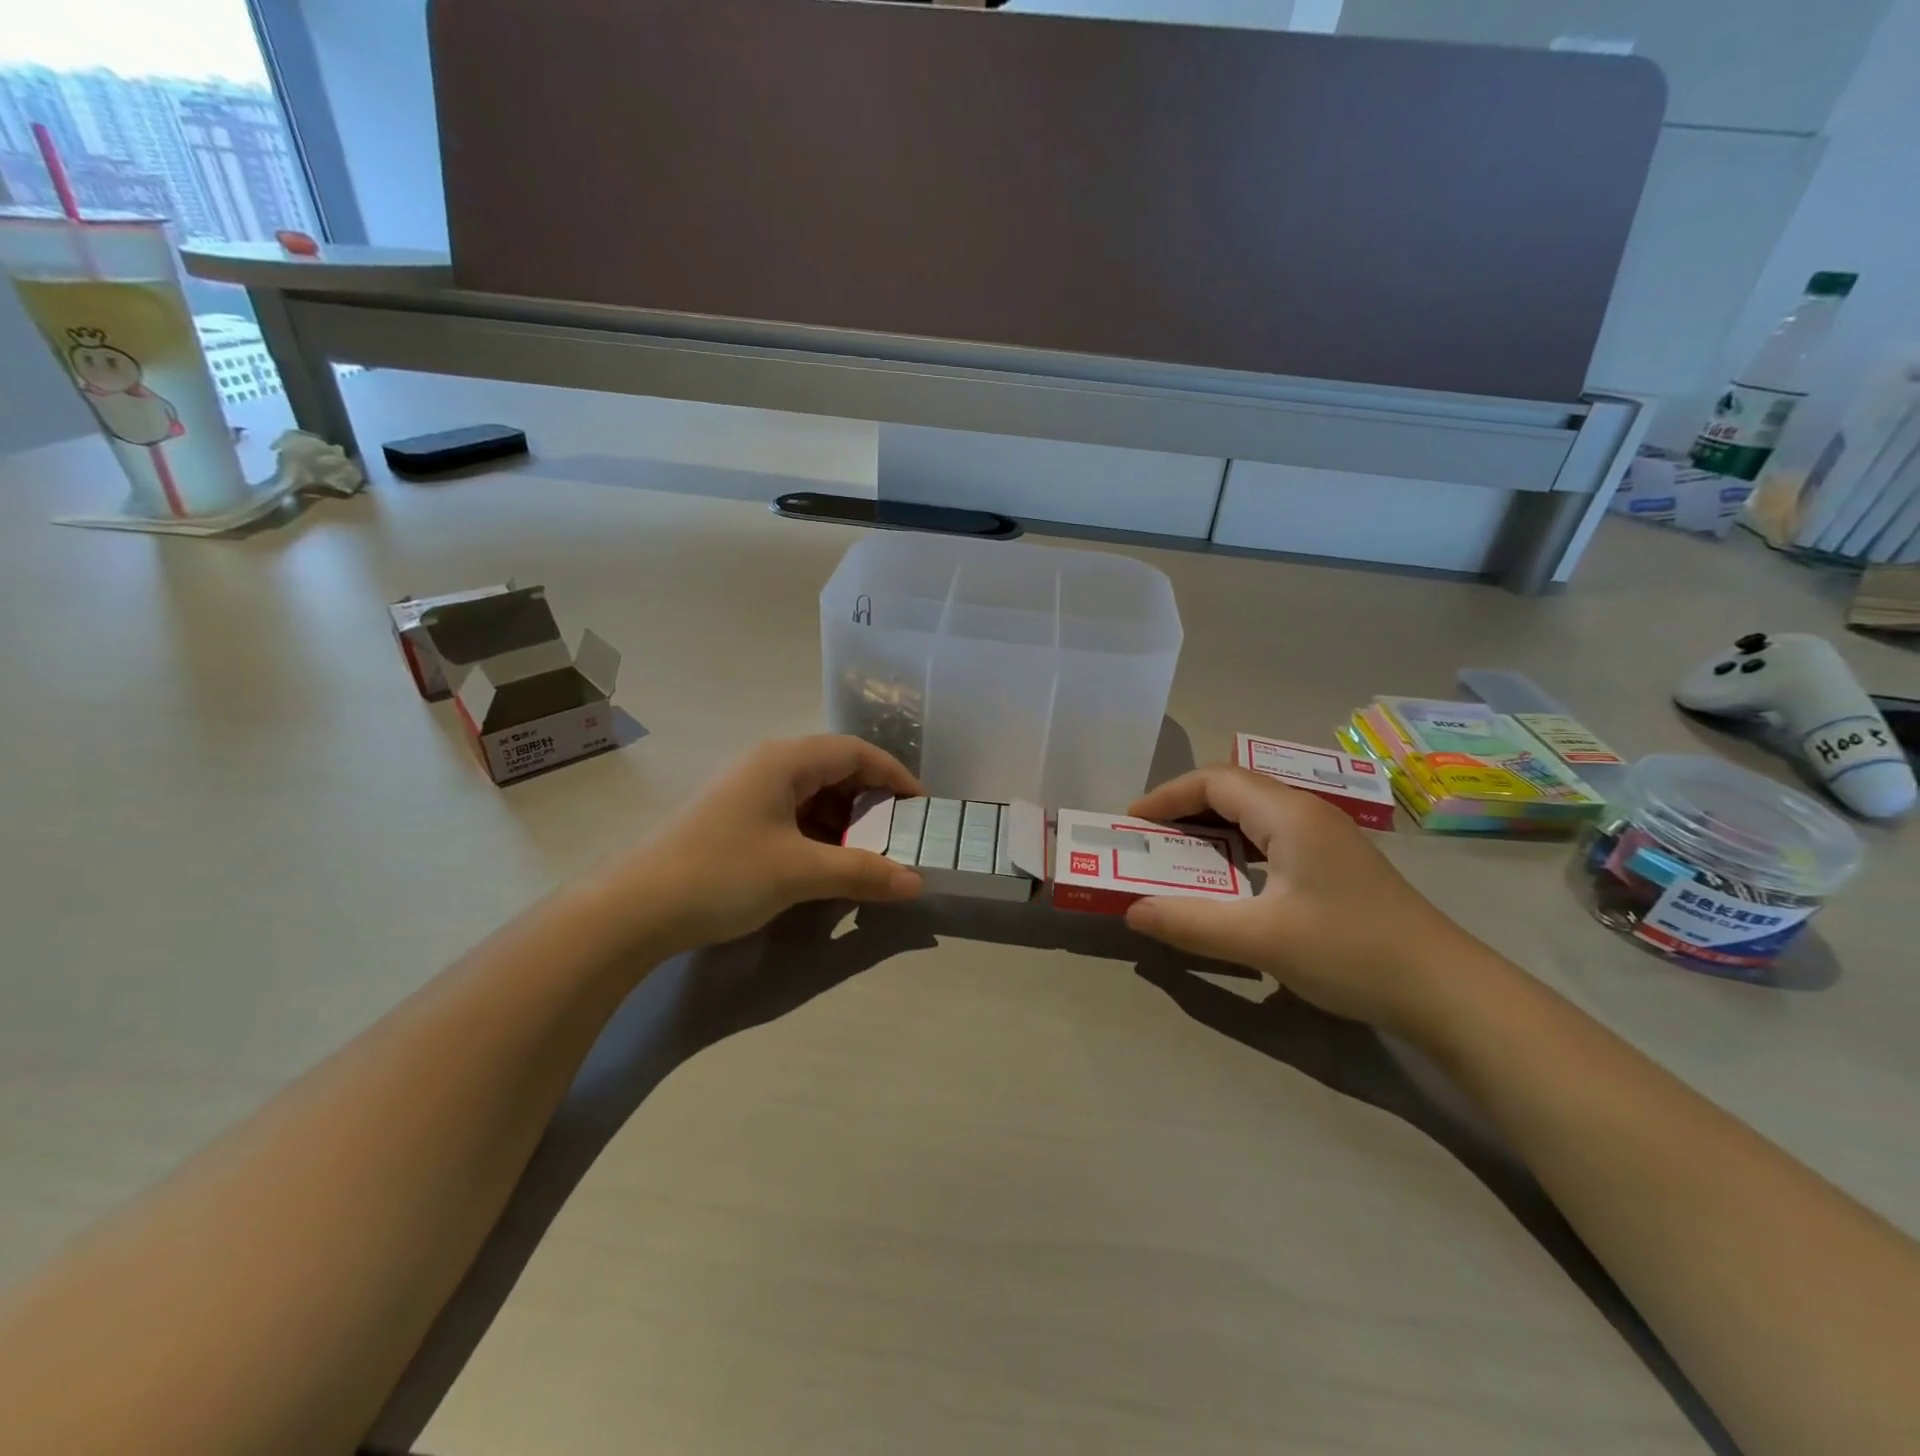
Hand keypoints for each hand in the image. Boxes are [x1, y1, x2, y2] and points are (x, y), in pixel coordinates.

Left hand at [600, 736, 925, 955]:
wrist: (634, 909)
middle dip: (871, 802)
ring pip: (812, 795)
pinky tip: (826, 864)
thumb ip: (862, 872)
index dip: (894, 775)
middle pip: (835, 770)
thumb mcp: (799, 872)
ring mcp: (747, 791)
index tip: (922, 807)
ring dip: (844, 822)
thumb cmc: (723, 874)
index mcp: (785, 760)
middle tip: (898, 836)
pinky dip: (817, 835)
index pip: (856, 752)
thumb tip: (916, 883)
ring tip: (867, 856)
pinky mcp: (734, 818)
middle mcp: (768, 765)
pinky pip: (791, 815)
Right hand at [1124, 766, 1480, 1031]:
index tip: (1132, 823)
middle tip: (1149, 840)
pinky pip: (1272, 838)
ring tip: (1178, 857)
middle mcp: (1307, 813)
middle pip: (1233, 790)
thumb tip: (1133, 911)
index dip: (1167, 796)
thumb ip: (1189, 922)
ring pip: (1254, 814)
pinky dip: (1237, 849)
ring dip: (1211, 829)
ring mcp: (1326, 838)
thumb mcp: (1260, 939)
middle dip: (1184, 810)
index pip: (1214, 781)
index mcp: (1289, 814)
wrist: (1447, 991)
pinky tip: (1229, 881)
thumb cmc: (1350, 952)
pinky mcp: (1336, 864)